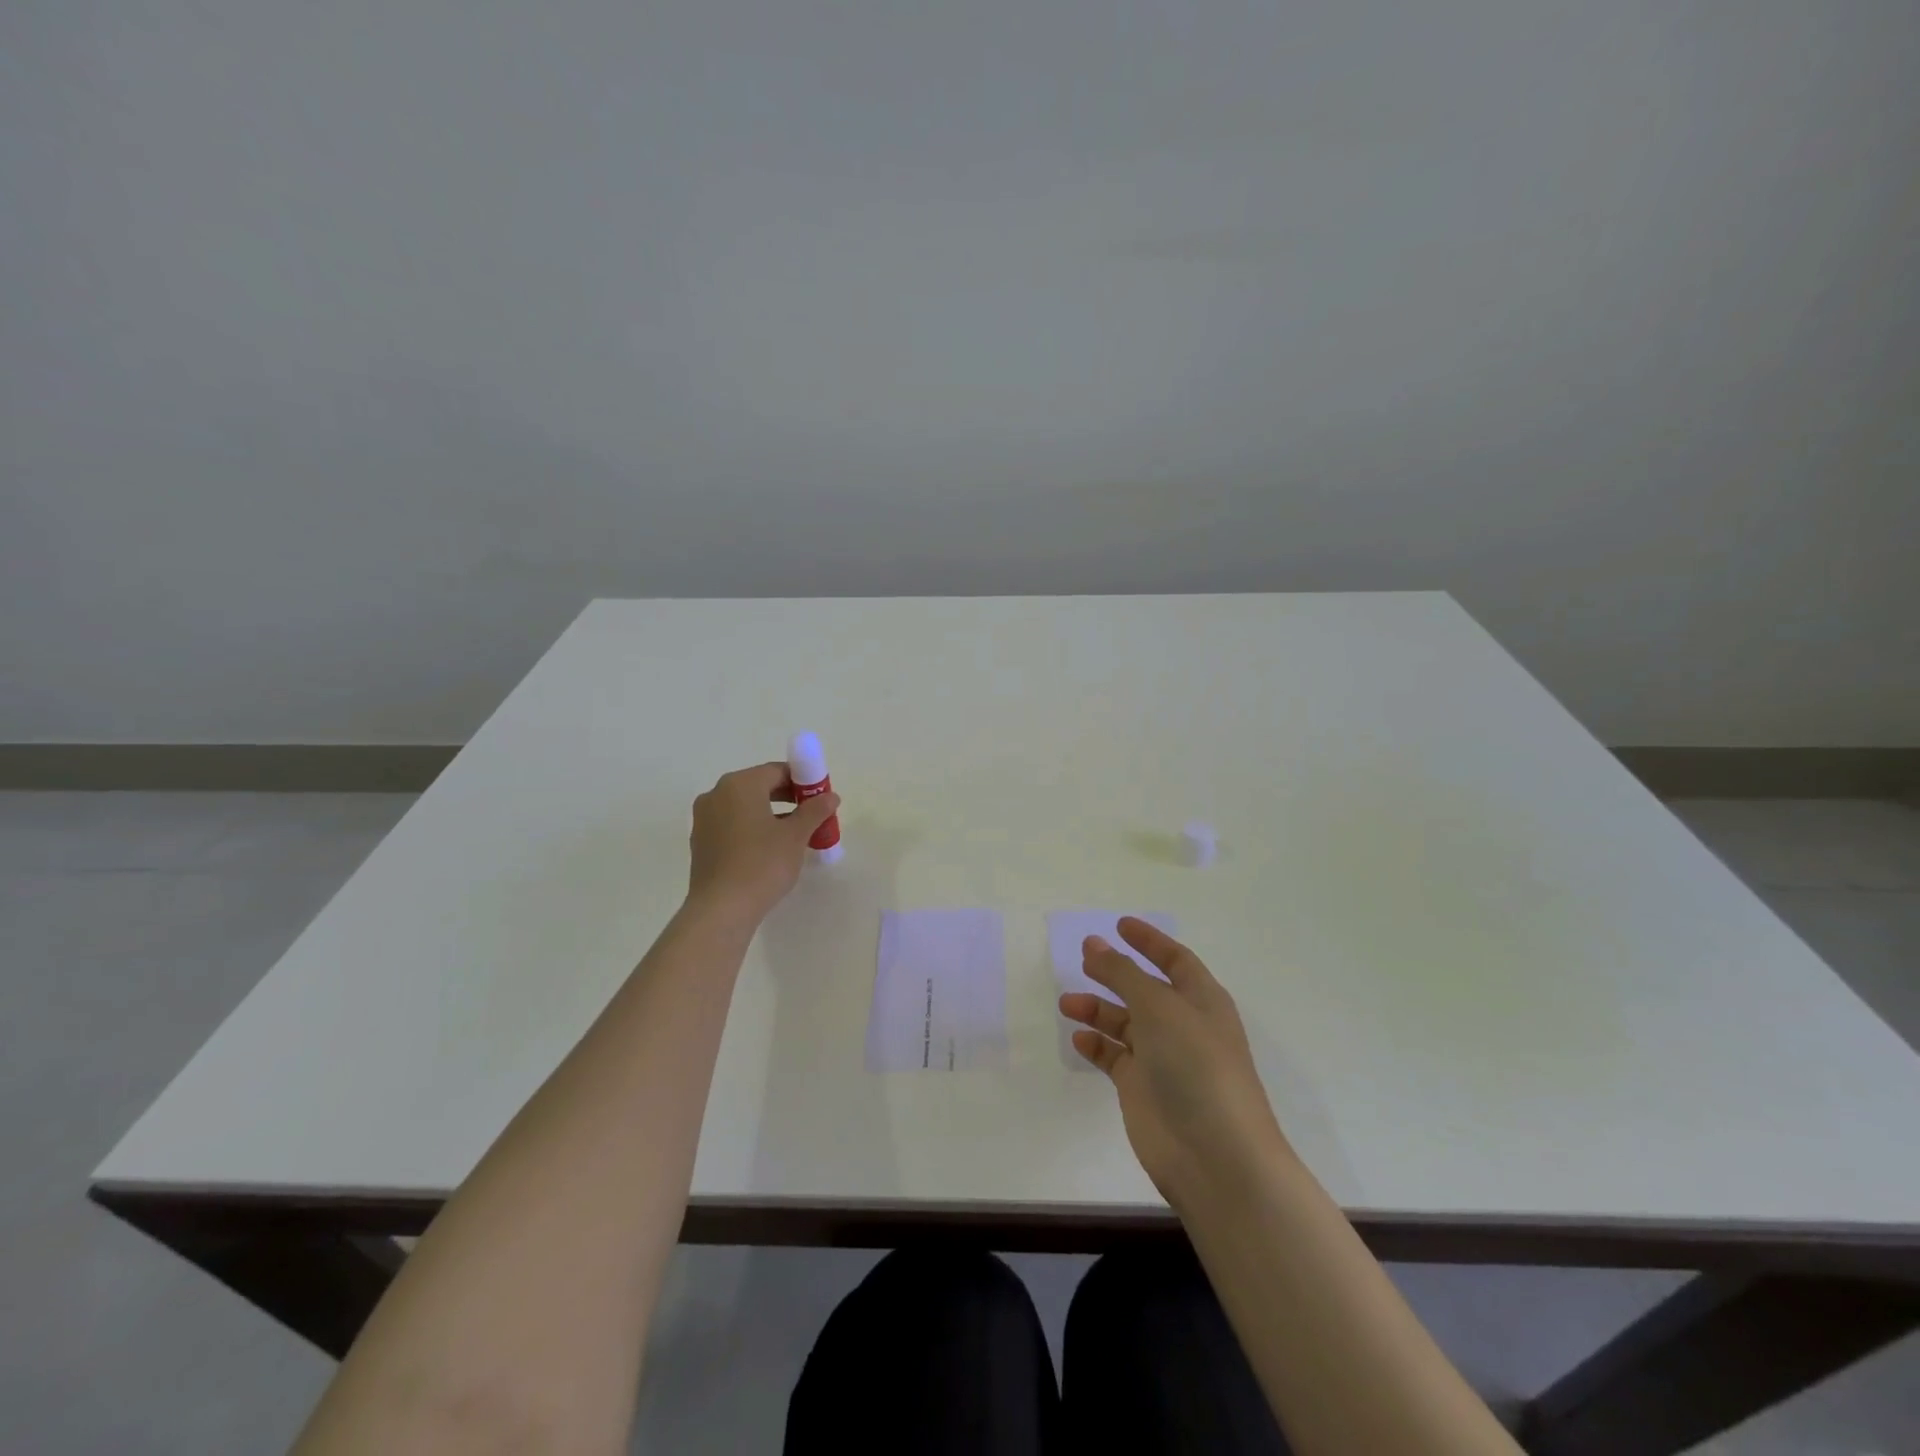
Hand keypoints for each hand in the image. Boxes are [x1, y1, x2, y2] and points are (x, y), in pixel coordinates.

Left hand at [686, 762, 839, 922]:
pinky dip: (752, 829)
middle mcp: (717, 795)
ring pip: (745, 807)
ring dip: (771, 814)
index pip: (777, 771)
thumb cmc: (762, 864)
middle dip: (788, 798)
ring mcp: (704, 819)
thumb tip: (830, 797)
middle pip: (759, 787)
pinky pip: (732, 825)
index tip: (820, 798)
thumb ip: (814, 811)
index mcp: (739, 785)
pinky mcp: (701, 843)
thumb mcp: (795, 836)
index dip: (803, 781)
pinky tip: (769, 850)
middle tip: (811, 816)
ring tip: (795, 835)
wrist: (721, 909)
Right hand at [1060, 918, 1292, 1205]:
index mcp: (1201, 1000)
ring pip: (1125, 1023)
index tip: (1119, 925)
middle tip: (1082, 960)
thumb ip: (1121, 973)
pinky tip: (1078, 1039)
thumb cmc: (1195, 1066)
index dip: (1149, 941)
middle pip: (1145, 989)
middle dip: (1115, 973)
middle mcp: (1183, 1025)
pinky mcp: (1143, 1090)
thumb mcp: (1158, 1007)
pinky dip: (1097, 1046)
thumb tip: (1092, 944)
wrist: (1215, 1155)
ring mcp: (1163, 1059)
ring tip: (1068, 1003)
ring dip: (1097, 1009)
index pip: (1175, 959)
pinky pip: (1115, 1058)